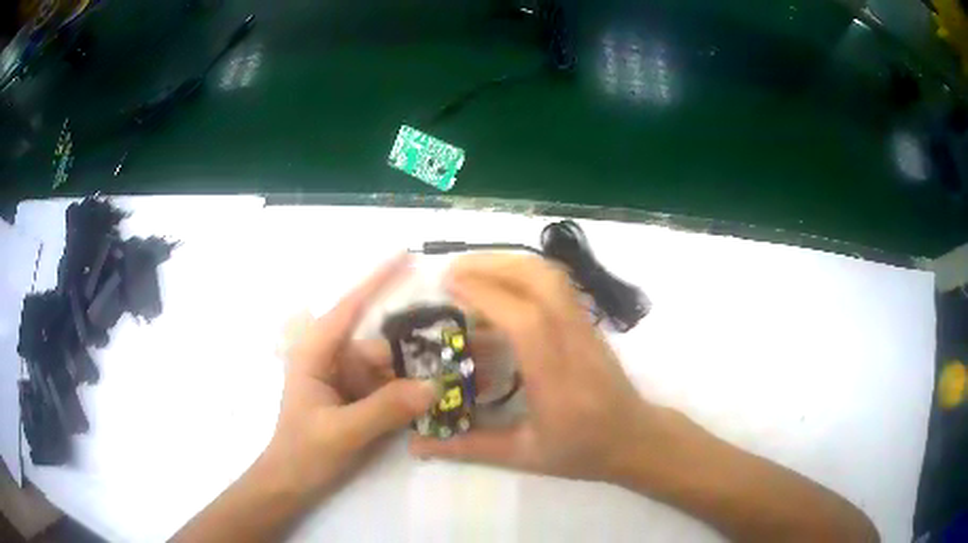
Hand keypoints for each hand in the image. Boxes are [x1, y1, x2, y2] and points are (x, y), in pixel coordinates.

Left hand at [264, 256, 436, 498]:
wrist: (291, 482)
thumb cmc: (304, 453)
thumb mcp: (343, 432)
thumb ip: (385, 409)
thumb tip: (433, 386)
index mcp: (315, 353)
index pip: (348, 307)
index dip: (377, 279)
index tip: (407, 255)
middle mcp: (331, 359)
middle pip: (378, 347)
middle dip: (409, 359)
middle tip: (447, 371)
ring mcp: (343, 380)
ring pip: (386, 369)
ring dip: (409, 383)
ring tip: (439, 398)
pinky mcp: (354, 398)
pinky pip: (386, 388)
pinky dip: (403, 396)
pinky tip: (423, 409)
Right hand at [409, 254, 657, 482]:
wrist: (636, 438)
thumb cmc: (582, 452)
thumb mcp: (523, 457)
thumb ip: (466, 448)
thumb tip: (414, 444)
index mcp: (558, 383)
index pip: (526, 323)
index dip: (486, 295)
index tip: (448, 286)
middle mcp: (576, 344)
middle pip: (543, 282)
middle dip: (493, 265)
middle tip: (452, 274)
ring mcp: (588, 328)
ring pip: (553, 276)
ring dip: (509, 264)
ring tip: (472, 273)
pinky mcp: (589, 322)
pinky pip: (558, 284)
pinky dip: (524, 273)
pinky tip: (500, 289)